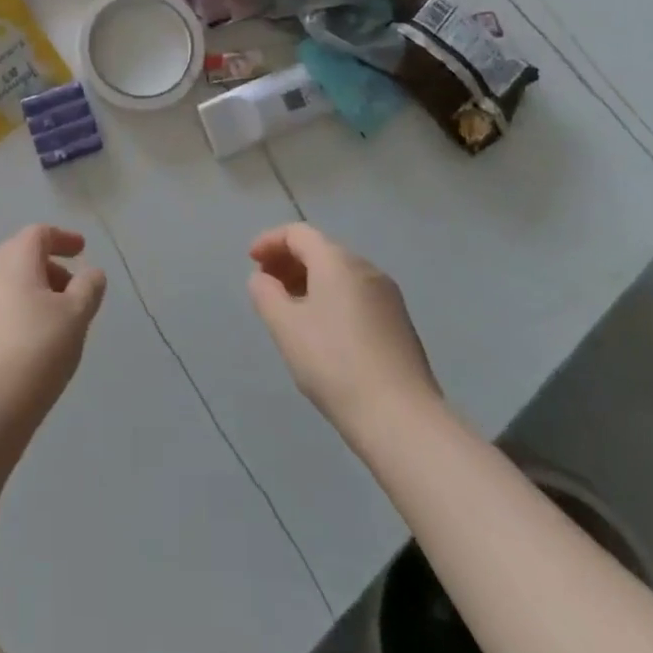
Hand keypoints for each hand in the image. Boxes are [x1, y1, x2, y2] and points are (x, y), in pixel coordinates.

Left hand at [0, 225, 106, 442]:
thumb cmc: (36, 350)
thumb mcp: (75, 315)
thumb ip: (88, 287)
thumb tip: (90, 273)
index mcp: (13, 257)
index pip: (40, 234)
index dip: (64, 239)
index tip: (82, 249)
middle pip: (22, 255)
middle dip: (51, 268)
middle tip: (74, 291)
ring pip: (8, 281)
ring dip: (34, 290)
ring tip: (57, 320)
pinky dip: (17, 309)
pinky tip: (31, 340)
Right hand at [247, 223, 441, 438]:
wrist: (401, 419)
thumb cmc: (334, 364)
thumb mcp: (285, 327)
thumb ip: (266, 294)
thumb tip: (263, 279)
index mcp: (337, 261)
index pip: (298, 233)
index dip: (270, 241)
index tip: (251, 262)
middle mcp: (366, 268)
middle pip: (321, 250)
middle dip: (289, 261)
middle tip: (266, 285)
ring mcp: (388, 296)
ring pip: (339, 274)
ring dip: (309, 281)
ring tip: (290, 309)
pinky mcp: (399, 323)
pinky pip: (356, 294)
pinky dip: (331, 297)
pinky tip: (322, 330)